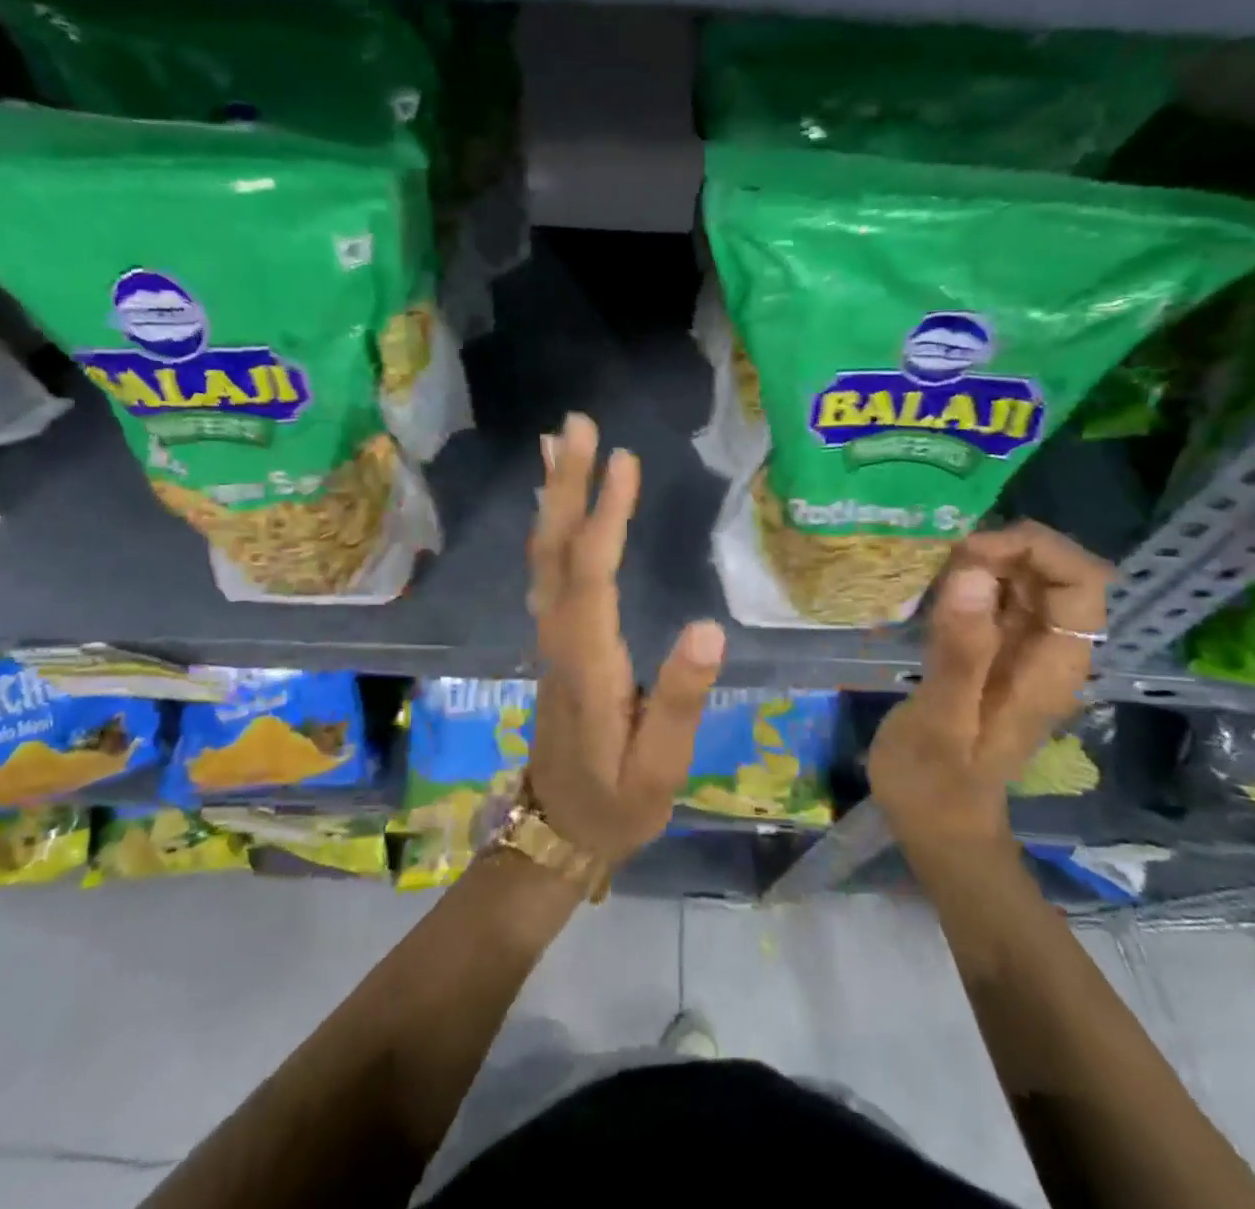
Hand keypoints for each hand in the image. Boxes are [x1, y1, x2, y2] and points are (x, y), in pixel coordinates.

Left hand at [527, 413, 727, 866]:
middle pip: (557, 550)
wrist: (558, 830)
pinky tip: (556, 504)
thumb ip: (682, 697)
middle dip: (567, 484)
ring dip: (553, 497)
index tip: (624, 461)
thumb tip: (709, 625)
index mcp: (589, 661)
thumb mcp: (660, 766)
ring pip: (544, 555)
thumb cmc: (617, 802)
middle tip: (576, 423)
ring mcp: (550, 636)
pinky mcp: (553, 639)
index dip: (606, 516)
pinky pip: (546, 569)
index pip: (594, 575)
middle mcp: (560, 637)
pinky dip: (550, 526)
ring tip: (557, 443)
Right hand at [868, 521, 1112, 850]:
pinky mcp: (995, 653)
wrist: (938, 825)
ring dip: (986, 562)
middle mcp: (1048, 651)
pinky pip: (995, 599)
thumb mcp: (941, 721)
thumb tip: (971, 573)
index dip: (1037, 550)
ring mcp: (1022, 652)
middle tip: (944, 561)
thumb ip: (959, 651)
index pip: (1083, 582)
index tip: (971, 552)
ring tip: (933, 573)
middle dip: (1006, 550)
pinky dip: (970, 581)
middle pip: (1056, 573)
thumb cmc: (936, 783)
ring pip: (1026, 581)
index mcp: (1052, 667)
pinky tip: (934, 590)